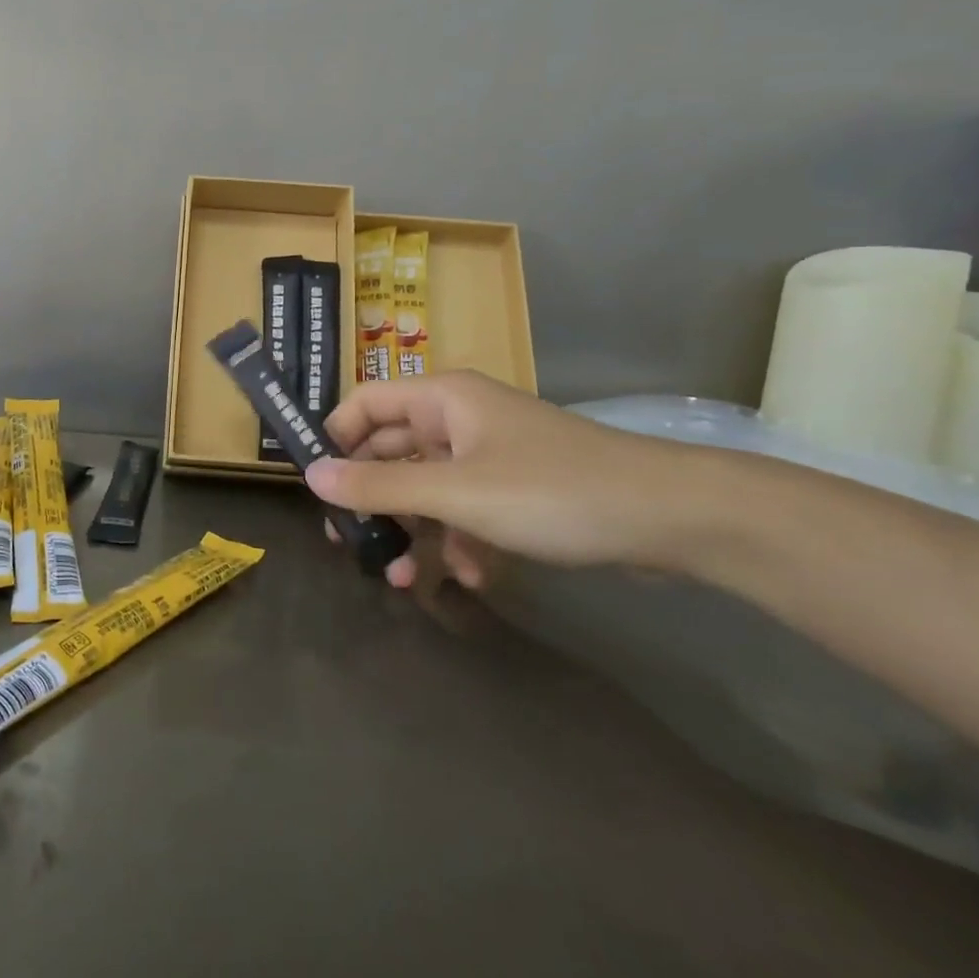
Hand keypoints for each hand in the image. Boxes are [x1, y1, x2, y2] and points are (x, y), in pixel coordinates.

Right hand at [306, 372, 718, 588]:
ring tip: (401, 578)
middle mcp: (459, 419)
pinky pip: (466, 510)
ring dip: (414, 531)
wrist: (668, 519)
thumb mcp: (456, 493)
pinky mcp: (515, 491)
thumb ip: (380, 488)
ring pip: (428, 488)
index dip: (335, 440)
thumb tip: (310, 477)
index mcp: (441, 399)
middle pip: (392, 451)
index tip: (316, 488)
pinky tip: (471, 576)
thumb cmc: (551, 491)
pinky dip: (459, 540)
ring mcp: (489, 455)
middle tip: (348, 544)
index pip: (364, 404)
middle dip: (372, 500)